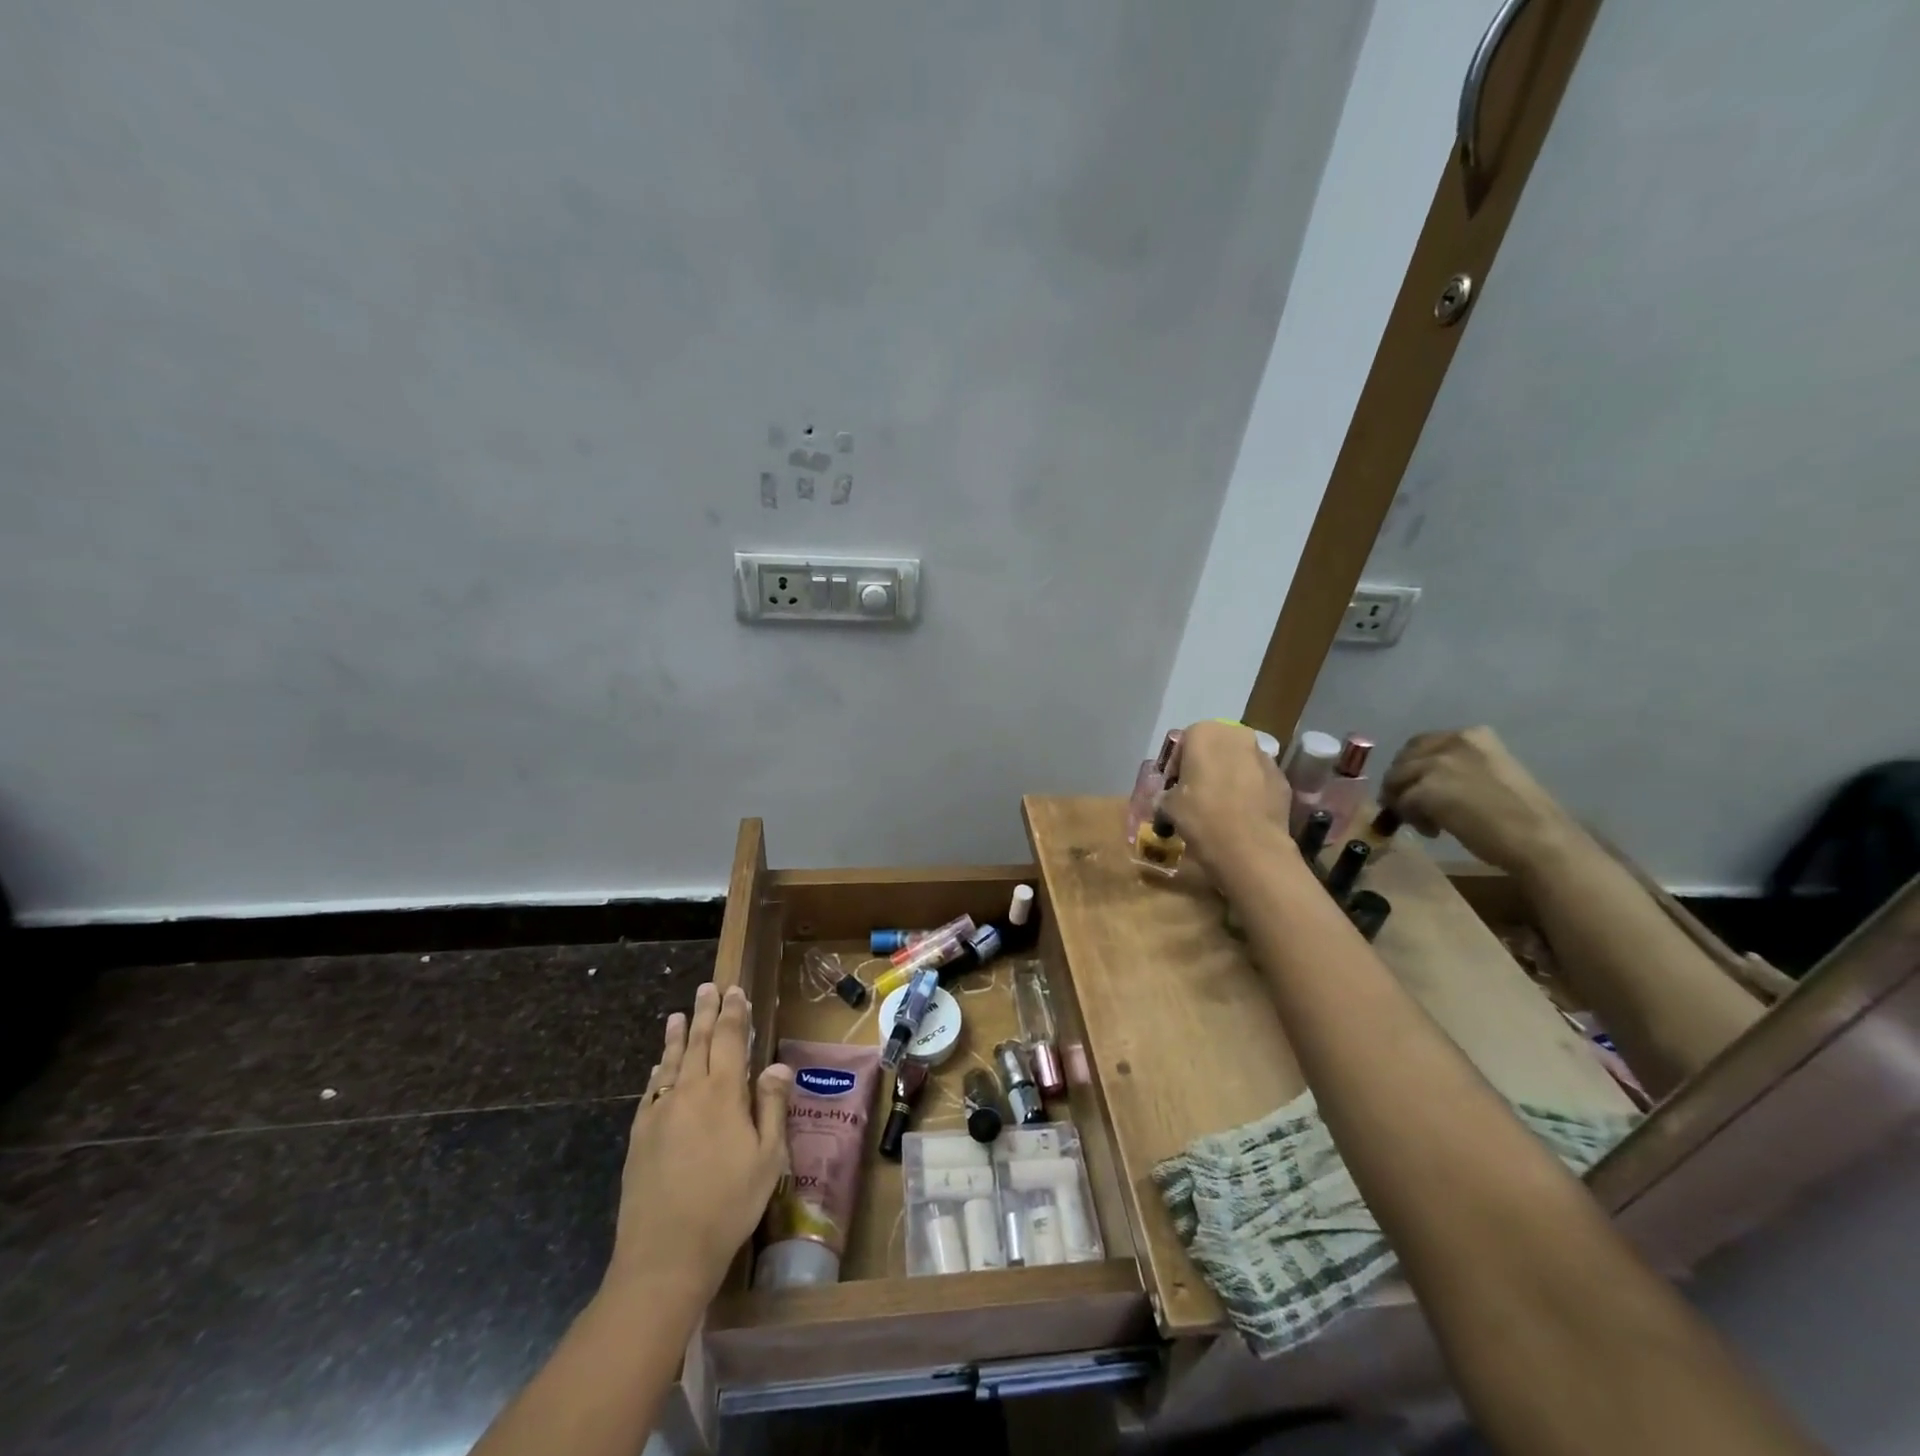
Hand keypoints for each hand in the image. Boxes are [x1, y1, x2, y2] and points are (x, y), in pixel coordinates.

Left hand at [605, 982, 793, 1303]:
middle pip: (698, 1041)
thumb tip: (776, 1064)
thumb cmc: (728, 1205)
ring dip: (678, 1036)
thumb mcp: (767, 1158)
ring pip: (670, 1062)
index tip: (735, 990)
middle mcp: (688, 1092)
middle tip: (707, 988)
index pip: (729, 1039)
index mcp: (723, 1093)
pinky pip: (651, 1091)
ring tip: (679, 1015)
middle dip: (705, 1012)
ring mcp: (659, 1113)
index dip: (734, 1012)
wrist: (665, 1255)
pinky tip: (660, 1067)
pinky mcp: (639, 1136)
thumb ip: (771, 1106)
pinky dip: (658, 1071)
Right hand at [1161, 720, 1291, 876]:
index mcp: (1205, 733)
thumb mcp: (1168, 806)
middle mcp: (1238, 736)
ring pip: (1240, 762)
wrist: (1250, 847)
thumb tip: (1166, 799)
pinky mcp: (1283, 780)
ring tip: (1221, 806)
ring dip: (1229, 777)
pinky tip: (1241, 815)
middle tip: (1196, 794)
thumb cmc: (1201, 816)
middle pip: (1216, 748)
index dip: (1176, 765)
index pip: (1184, 742)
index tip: (1173, 787)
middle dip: (1206, 767)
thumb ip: (1166, 795)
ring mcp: (1265, 757)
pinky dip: (1250, 792)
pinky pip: (1259, 781)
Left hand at [1380, 727, 1580, 874]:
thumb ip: (1458, 769)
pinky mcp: (1427, 789)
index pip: (1421, 744)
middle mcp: (1453, 742)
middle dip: (1402, 784)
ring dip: (1404, 803)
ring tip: (1429, 823)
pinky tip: (1435, 832)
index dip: (1413, 767)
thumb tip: (1424, 781)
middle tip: (1413, 808)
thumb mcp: (1490, 774)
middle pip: (1403, 760)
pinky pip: (1402, 803)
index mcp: (1472, 735)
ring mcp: (1438, 764)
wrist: (1540, 839)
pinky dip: (1412, 819)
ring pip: (1397, 781)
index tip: (1419, 786)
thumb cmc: (1522, 815)